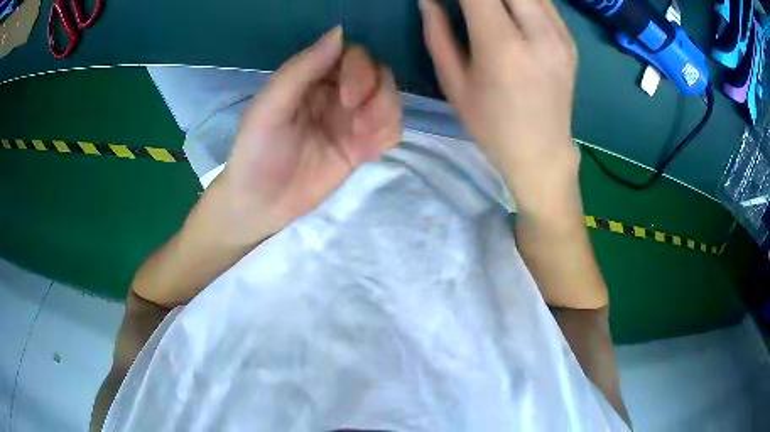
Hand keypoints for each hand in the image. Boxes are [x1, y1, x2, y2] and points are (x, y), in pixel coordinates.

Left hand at [221, 27, 401, 241]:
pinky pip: (392, 129)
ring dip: (385, 116)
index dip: (360, 69)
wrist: (262, 203)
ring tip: (363, 143)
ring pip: (390, 100)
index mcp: (312, 77)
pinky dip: (387, 136)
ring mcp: (351, 118)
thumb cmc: (257, 152)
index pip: (352, 54)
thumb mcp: (271, 107)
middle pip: (379, 74)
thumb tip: (340, 31)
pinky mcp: (362, 144)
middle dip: (376, 96)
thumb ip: (302, 69)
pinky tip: (367, 154)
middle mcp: (335, 91)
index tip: (348, 97)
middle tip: (357, 126)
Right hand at [420, 0, 579, 215]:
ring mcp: (561, 36)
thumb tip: (429, 0)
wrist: (542, 152)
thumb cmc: (491, 125)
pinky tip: (510, 9)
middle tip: (469, 2)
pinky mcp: (570, 41)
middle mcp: (539, 34)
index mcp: (503, 47)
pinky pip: (545, 1)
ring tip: (487, 7)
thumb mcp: (454, 83)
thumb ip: (437, 34)